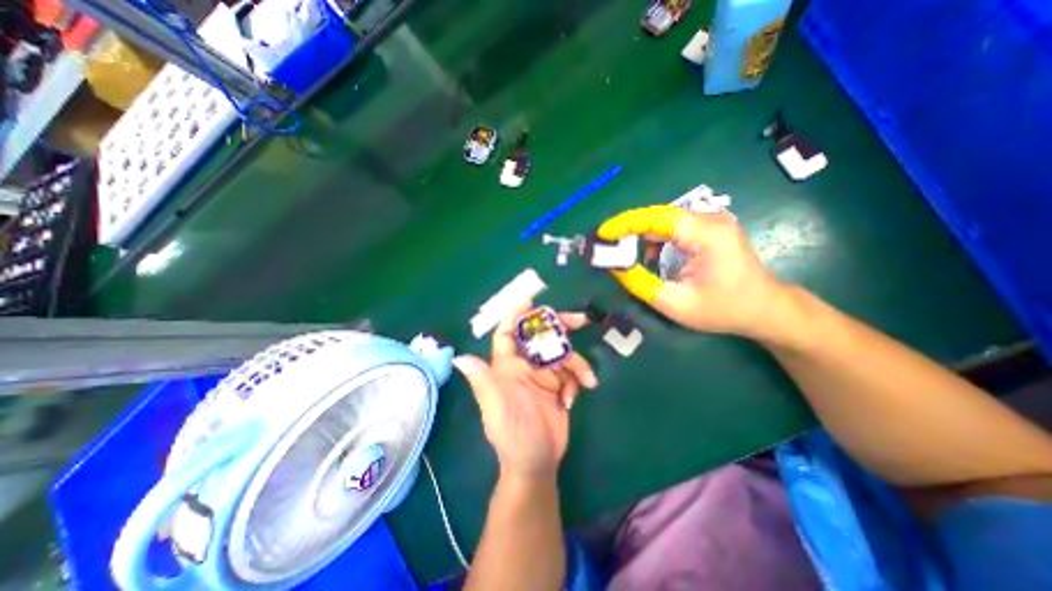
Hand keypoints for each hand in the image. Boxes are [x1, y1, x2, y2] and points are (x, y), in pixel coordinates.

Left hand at [454, 304, 599, 483]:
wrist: (537, 462)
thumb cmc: (513, 434)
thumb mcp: (497, 407)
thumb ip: (483, 380)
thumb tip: (460, 358)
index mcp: (507, 367)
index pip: (507, 334)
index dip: (515, 316)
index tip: (531, 301)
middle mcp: (525, 366)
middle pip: (541, 337)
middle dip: (559, 327)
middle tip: (580, 320)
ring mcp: (544, 376)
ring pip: (562, 355)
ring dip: (577, 364)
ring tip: (586, 380)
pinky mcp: (559, 386)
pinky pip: (571, 373)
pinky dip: (578, 380)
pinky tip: (574, 399)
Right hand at [600, 204, 787, 338]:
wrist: (765, 309)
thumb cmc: (723, 310)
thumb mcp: (676, 304)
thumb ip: (641, 284)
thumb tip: (614, 267)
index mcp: (707, 235)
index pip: (658, 218)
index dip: (626, 223)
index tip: (602, 233)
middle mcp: (711, 220)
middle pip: (660, 216)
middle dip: (629, 228)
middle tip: (607, 243)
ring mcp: (713, 221)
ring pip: (665, 220)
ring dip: (641, 233)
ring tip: (623, 251)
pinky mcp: (711, 228)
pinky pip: (675, 226)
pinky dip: (656, 238)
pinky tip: (650, 256)